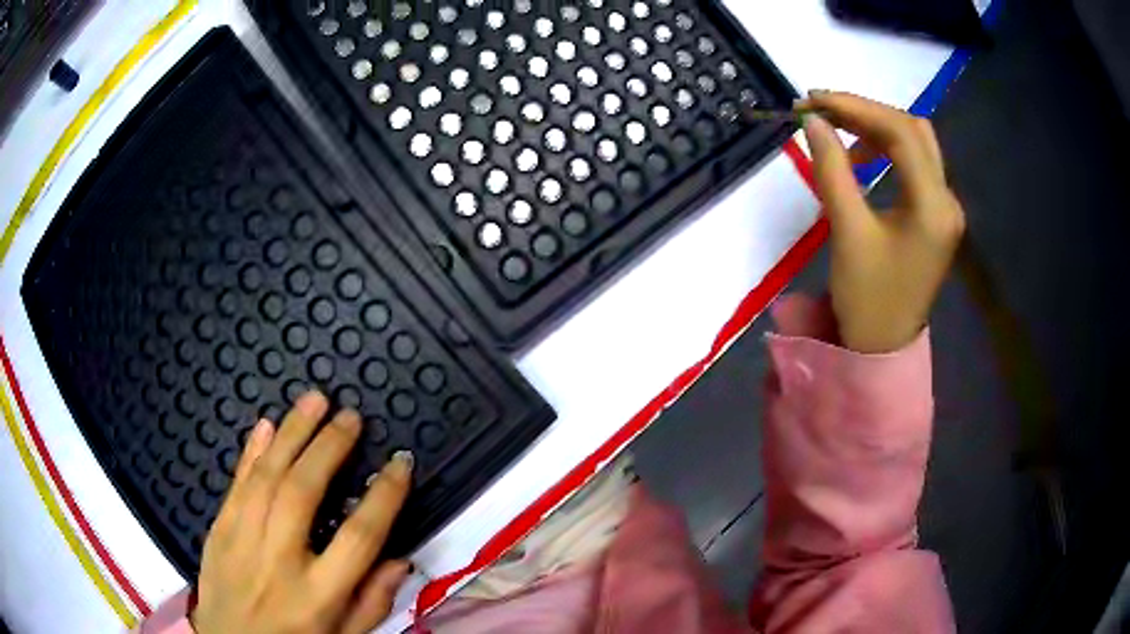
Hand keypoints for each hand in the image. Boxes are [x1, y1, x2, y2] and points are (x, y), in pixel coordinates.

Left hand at [191, 391, 413, 633]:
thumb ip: (372, 603)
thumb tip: (400, 559)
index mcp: (317, 596)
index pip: (359, 538)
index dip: (384, 496)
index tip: (400, 462)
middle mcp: (279, 562)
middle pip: (303, 493)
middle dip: (329, 447)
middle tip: (350, 416)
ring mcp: (242, 542)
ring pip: (266, 477)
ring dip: (291, 434)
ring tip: (314, 401)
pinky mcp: (218, 530)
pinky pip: (235, 484)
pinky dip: (250, 452)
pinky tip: (265, 425)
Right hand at [799, 91, 965, 353]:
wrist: (882, 350)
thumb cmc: (867, 300)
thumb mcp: (847, 232)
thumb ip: (831, 169)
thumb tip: (813, 122)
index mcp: (933, 206)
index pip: (900, 132)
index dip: (856, 107)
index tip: (813, 101)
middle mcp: (947, 200)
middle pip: (913, 131)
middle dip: (867, 113)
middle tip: (823, 110)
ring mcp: (945, 209)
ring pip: (916, 145)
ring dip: (876, 130)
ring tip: (837, 134)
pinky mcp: (935, 217)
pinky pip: (914, 167)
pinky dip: (885, 152)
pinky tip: (860, 160)